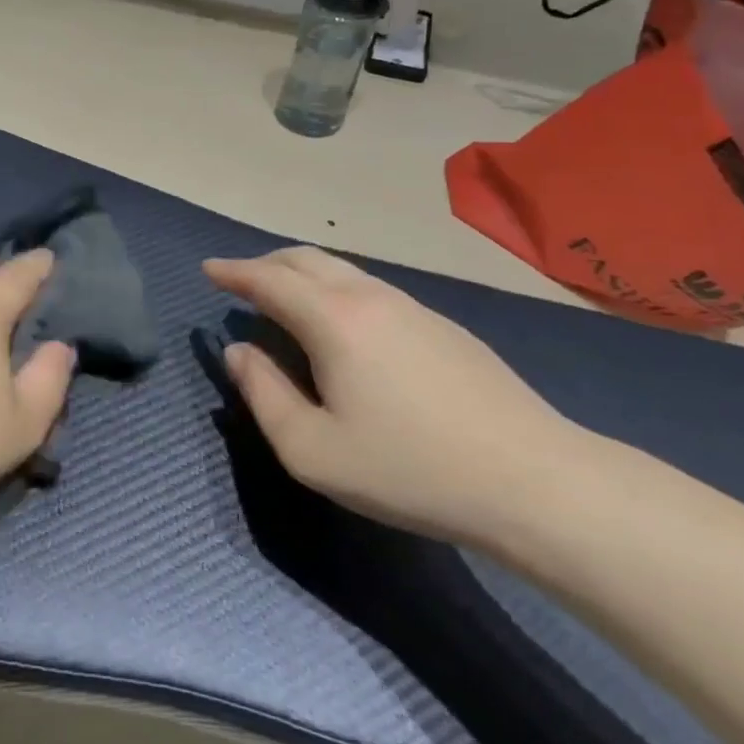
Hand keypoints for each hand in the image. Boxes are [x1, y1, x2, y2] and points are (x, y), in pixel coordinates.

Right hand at [204, 248, 585, 544]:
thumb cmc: (409, 469)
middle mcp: (371, 298)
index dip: (233, 271)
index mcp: (333, 320)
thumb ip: (262, 394)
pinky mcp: (444, 327)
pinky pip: (372, 290)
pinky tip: (342, 325)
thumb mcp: (312, 450)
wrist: (535, 483)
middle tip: (240, 281)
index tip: (208, 269)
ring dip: (303, 275)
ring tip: (284, 299)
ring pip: (343, 271)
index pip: (269, 278)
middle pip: (306, 260)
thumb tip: (238, 353)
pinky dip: (336, 290)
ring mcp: (414, 308)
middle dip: (265, 263)